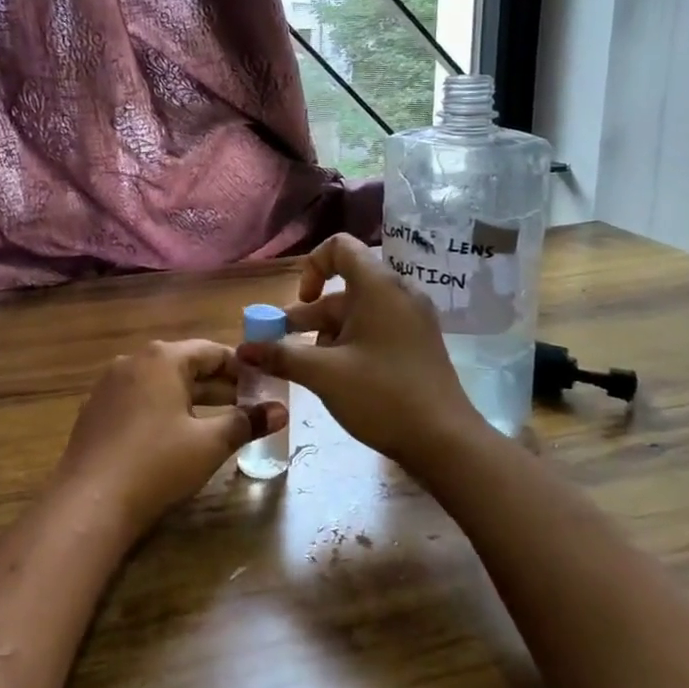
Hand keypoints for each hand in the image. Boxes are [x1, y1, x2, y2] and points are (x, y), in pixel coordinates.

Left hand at [56, 340, 286, 535]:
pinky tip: (174, 435)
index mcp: (162, 358)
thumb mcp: (210, 443)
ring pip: (160, 383)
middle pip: (184, 365)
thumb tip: (282, 410)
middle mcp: (133, 361)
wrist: (89, 502)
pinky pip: (138, 399)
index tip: (263, 386)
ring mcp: (108, 385)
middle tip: (248, 406)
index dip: (241, 368)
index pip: (211, 351)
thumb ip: (247, 422)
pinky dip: (162, 409)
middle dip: (218, 385)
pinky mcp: (94, 410)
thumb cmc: (157, 463)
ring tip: (217, 421)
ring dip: (190, 398)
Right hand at [236, 233, 482, 468]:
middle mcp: (398, 293)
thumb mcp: (323, 374)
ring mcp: (412, 319)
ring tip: (308, 367)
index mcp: (379, 286)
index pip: (340, 247)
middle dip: (310, 313)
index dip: (312, 267)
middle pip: (345, 286)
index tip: (301, 302)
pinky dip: (351, 342)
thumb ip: (280, 356)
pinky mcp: (417, 343)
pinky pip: (377, 328)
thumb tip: (242, 350)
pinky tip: (337, 376)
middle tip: (283, 342)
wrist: (446, 441)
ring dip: (327, 332)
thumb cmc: (382, 395)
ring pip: (359, 312)